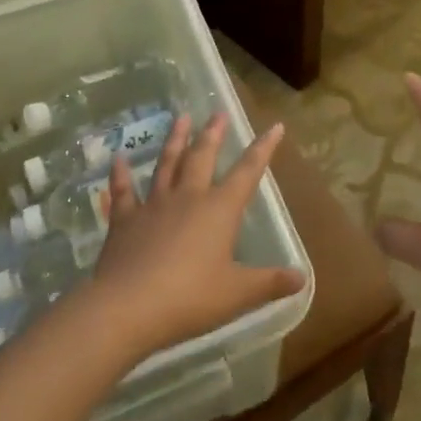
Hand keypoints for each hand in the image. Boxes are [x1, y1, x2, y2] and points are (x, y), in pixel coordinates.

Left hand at [88, 112, 304, 361]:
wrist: (127, 307)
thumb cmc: (189, 298)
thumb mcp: (237, 294)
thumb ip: (269, 283)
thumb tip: (302, 277)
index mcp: (219, 210)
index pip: (248, 172)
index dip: (263, 149)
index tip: (274, 126)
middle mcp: (188, 197)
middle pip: (202, 157)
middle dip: (213, 134)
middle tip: (218, 113)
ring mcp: (154, 205)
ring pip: (166, 164)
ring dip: (175, 140)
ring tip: (181, 117)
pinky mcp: (124, 220)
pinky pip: (123, 191)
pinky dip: (120, 174)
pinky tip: (118, 158)